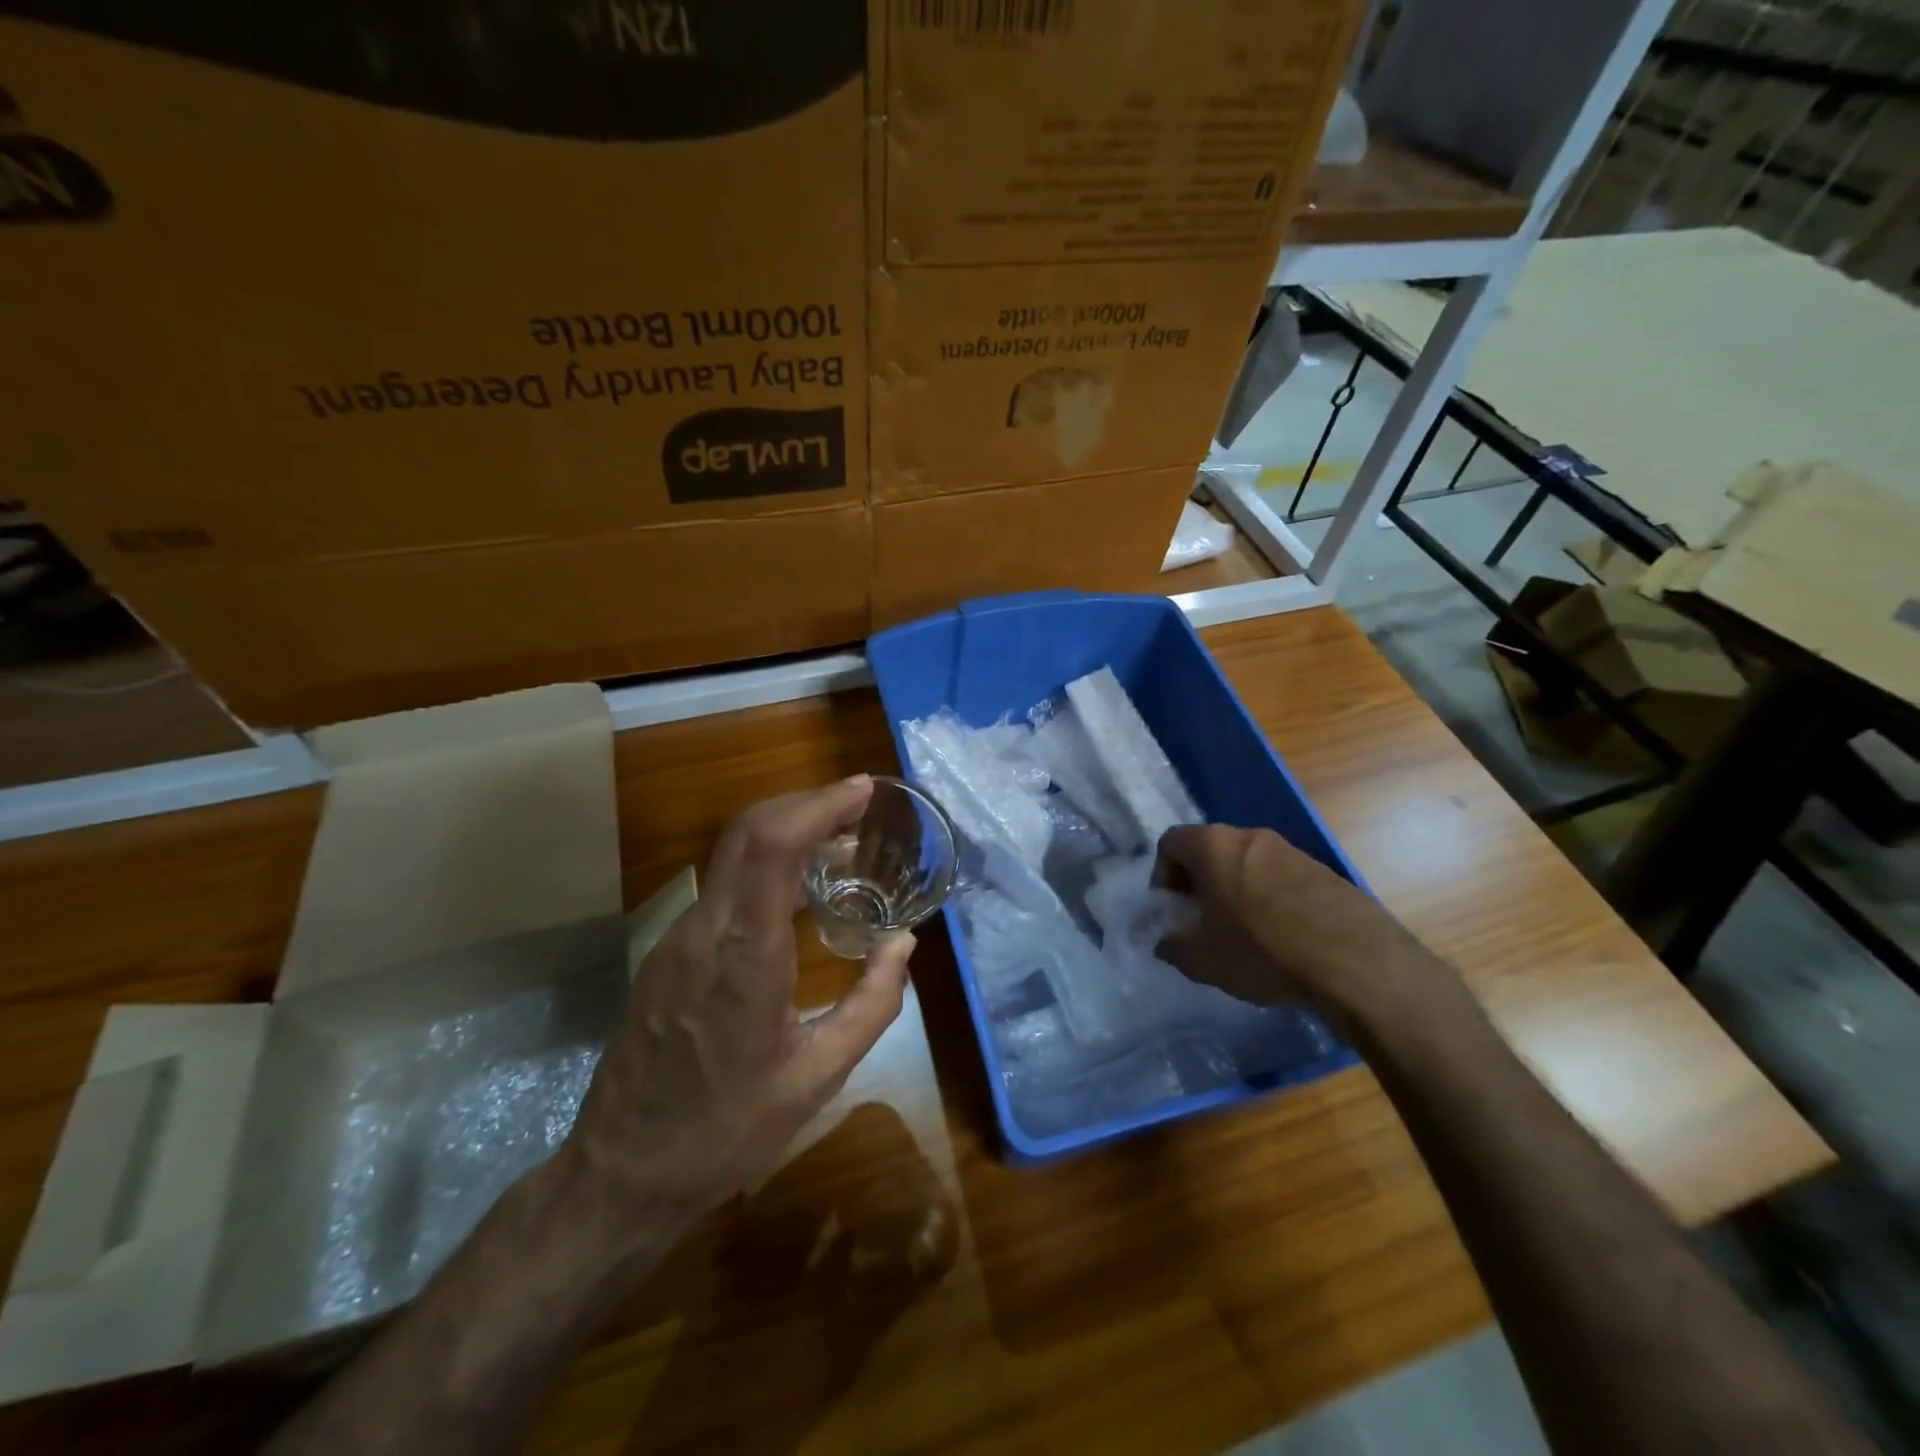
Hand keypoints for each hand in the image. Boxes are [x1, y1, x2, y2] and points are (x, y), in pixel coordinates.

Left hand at [561, 776, 914, 1258]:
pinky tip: (794, 891)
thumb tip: (903, 943)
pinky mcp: (666, 952)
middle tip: (857, 807)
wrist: (622, 1175)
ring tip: (837, 843)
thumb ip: (872, 1005)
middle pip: (747, 832)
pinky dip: (764, 865)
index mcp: (744, 957)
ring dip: (785, 831)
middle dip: (805, 803)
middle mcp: (703, 931)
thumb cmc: (727, 1132)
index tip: (861, 791)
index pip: (771, 848)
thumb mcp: (818, 1079)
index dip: (817, 805)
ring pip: (731, 855)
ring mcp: (675, 938)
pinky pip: (721, 887)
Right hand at [1153, 824, 1461, 1039]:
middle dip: (1199, 884)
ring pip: (1248, 865)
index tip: (1172, 910)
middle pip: (1211, 851)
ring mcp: (1293, 853)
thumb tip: (1166, 942)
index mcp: (1214, 846)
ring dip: (1236, 892)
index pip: (1171, 842)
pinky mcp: (1326, 874)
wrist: (1357, 964)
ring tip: (1243, 937)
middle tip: (1202, 923)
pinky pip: (1282, 881)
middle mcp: (1252, 837)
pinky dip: (1270, 902)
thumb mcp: (1203, 959)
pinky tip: (1281, 942)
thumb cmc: (1262, 951)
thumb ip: (1173, 946)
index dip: (1161, 875)